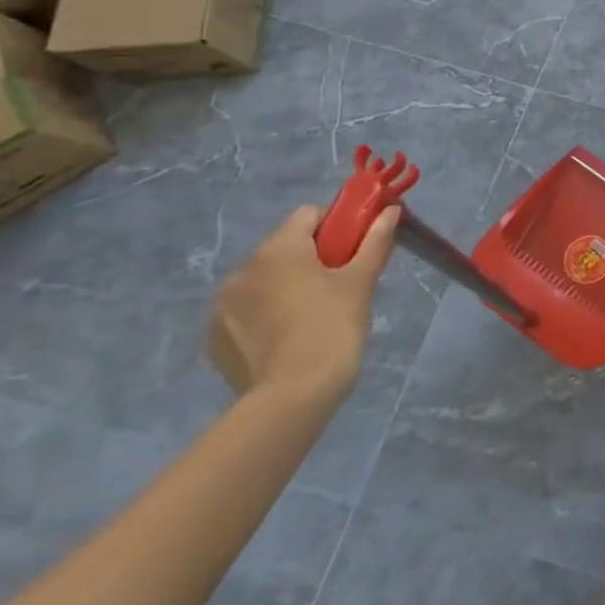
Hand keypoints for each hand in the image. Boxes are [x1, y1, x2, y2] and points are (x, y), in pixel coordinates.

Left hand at [206, 204, 400, 405]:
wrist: (293, 394)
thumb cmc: (333, 326)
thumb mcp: (362, 280)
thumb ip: (375, 239)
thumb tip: (390, 210)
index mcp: (278, 250)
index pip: (308, 215)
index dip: (336, 225)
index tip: (353, 249)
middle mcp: (242, 269)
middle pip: (284, 247)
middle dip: (310, 257)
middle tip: (338, 284)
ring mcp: (222, 304)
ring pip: (263, 278)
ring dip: (285, 285)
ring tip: (311, 314)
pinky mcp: (214, 336)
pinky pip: (246, 309)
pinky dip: (266, 313)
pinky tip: (287, 336)